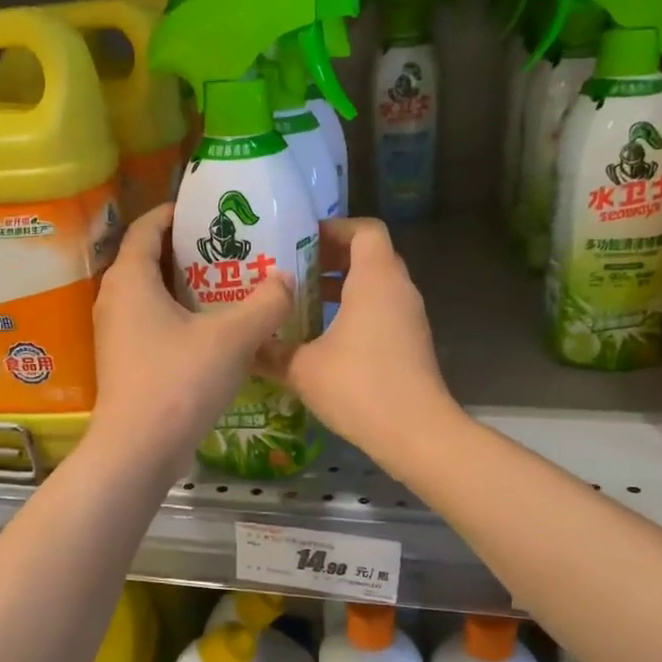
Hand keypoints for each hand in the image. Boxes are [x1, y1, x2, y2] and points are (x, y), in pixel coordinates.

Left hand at [88, 203, 292, 462]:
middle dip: (188, 248)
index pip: (148, 226)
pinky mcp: (124, 359)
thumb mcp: (233, 338)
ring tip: (228, 281)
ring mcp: (115, 331)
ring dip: (185, 284)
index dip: (177, 212)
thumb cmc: (179, 382)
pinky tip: (213, 326)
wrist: (138, 451)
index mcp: (131, 278)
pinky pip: (151, 320)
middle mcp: (114, 298)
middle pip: (149, 257)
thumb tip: (287, 279)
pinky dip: (178, 313)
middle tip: (231, 245)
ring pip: (151, 292)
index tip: (211, 209)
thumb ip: (266, 303)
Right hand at [256, 217, 456, 457]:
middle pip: (369, 256)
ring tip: (302, 303)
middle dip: (331, 259)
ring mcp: (410, 318)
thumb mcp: (302, 368)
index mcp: (375, 279)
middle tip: (293, 271)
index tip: (301, 241)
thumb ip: (271, 352)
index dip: (334, 228)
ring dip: (342, 288)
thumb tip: (245, 346)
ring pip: (376, 287)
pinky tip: (323, 339)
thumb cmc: (359, 386)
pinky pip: (382, 313)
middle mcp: (398, 290)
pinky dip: (355, 313)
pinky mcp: (412, 345)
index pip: (364, 230)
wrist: (416, 433)